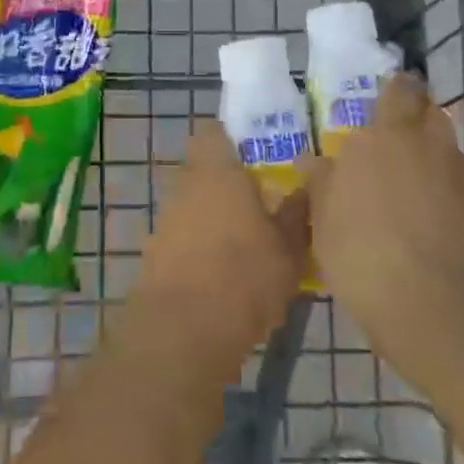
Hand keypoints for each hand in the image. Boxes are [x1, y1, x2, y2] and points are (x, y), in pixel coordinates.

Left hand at [128, 119, 308, 378]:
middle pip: (204, 171)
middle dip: (229, 184)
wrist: (183, 331)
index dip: (232, 139)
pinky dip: (202, 249)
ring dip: (216, 218)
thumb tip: (307, 188)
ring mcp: (167, 220)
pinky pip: (184, 239)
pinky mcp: (156, 254)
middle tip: (263, 203)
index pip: (214, 132)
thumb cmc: (244, 276)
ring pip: (194, 205)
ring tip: (250, 246)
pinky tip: (227, 277)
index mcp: (217, 171)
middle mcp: (186, 186)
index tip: (257, 155)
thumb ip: (297, 215)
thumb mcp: (289, 249)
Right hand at [306, 73, 463, 368]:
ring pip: (444, 146)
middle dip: (414, 115)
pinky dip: (438, 185)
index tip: (380, 94)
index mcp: (386, 134)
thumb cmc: (364, 250)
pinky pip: (453, 182)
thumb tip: (311, 161)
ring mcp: (456, 178)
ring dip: (428, 150)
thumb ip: (320, 182)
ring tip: (400, 171)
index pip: (400, 89)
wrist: (434, 306)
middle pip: (430, 112)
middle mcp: (426, 145)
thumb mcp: (324, 217)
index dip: (394, 88)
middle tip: (387, 132)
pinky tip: (416, 207)